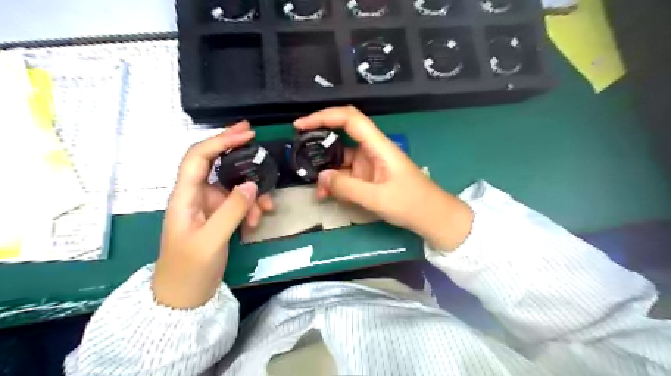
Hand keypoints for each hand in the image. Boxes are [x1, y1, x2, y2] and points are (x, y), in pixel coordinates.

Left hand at [153, 121, 271, 307]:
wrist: (184, 298)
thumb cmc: (189, 269)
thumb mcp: (211, 241)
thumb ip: (231, 211)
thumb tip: (252, 184)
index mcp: (184, 196)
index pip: (198, 157)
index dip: (220, 141)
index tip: (246, 134)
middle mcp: (195, 196)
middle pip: (215, 164)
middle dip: (235, 152)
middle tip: (257, 140)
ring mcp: (208, 207)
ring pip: (233, 186)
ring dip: (251, 193)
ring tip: (265, 210)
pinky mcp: (218, 218)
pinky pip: (238, 204)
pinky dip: (250, 208)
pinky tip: (257, 222)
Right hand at [295, 106, 470, 250]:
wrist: (432, 217)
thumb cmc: (411, 203)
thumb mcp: (377, 198)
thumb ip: (346, 187)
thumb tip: (320, 177)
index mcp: (378, 146)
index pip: (350, 119)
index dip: (324, 116)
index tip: (301, 125)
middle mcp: (372, 150)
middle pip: (341, 136)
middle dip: (319, 144)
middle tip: (299, 154)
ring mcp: (369, 164)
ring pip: (341, 160)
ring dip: (326, 171)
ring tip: (315, 189)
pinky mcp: (368, 177)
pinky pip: (346, 175)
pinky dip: (335, 183)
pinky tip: (326, 195)